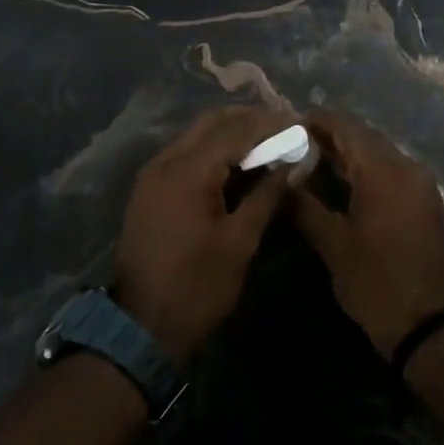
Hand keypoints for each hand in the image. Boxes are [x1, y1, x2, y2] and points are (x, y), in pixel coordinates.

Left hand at [114, 106, 294, 362]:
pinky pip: (186, 153)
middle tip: (286, 128)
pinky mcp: (150, 188)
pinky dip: (214, 149)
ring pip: (197, 134)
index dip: (271, 124)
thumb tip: (295, 166)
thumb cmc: (197, 286)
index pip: (236, 130)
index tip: (302, 124)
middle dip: (250, 120)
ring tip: (269, 142)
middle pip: (212, 122)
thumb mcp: (239, 242)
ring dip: (232, 132)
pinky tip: (239, 163)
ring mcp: (154, 173)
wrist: (141, 324)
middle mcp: (166, 160)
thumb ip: (267, 196)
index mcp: (188, 171)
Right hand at [290, 112, 443, 359]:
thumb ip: (305, 206)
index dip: (316, 121)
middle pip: (364, 136)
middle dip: (330, 135)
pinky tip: (341, 181)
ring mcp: (420, 183)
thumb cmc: (376, 283)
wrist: (430, 325)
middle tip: (293, 144)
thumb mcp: (334, 245)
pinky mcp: (424, 200)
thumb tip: (281, 179)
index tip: (286, 126)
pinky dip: (365, 168)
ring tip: (311, 160)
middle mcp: (407, 167)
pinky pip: (391, 169)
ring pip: (378, 152)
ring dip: (348, 152)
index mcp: (384, 171)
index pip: (347, 127)